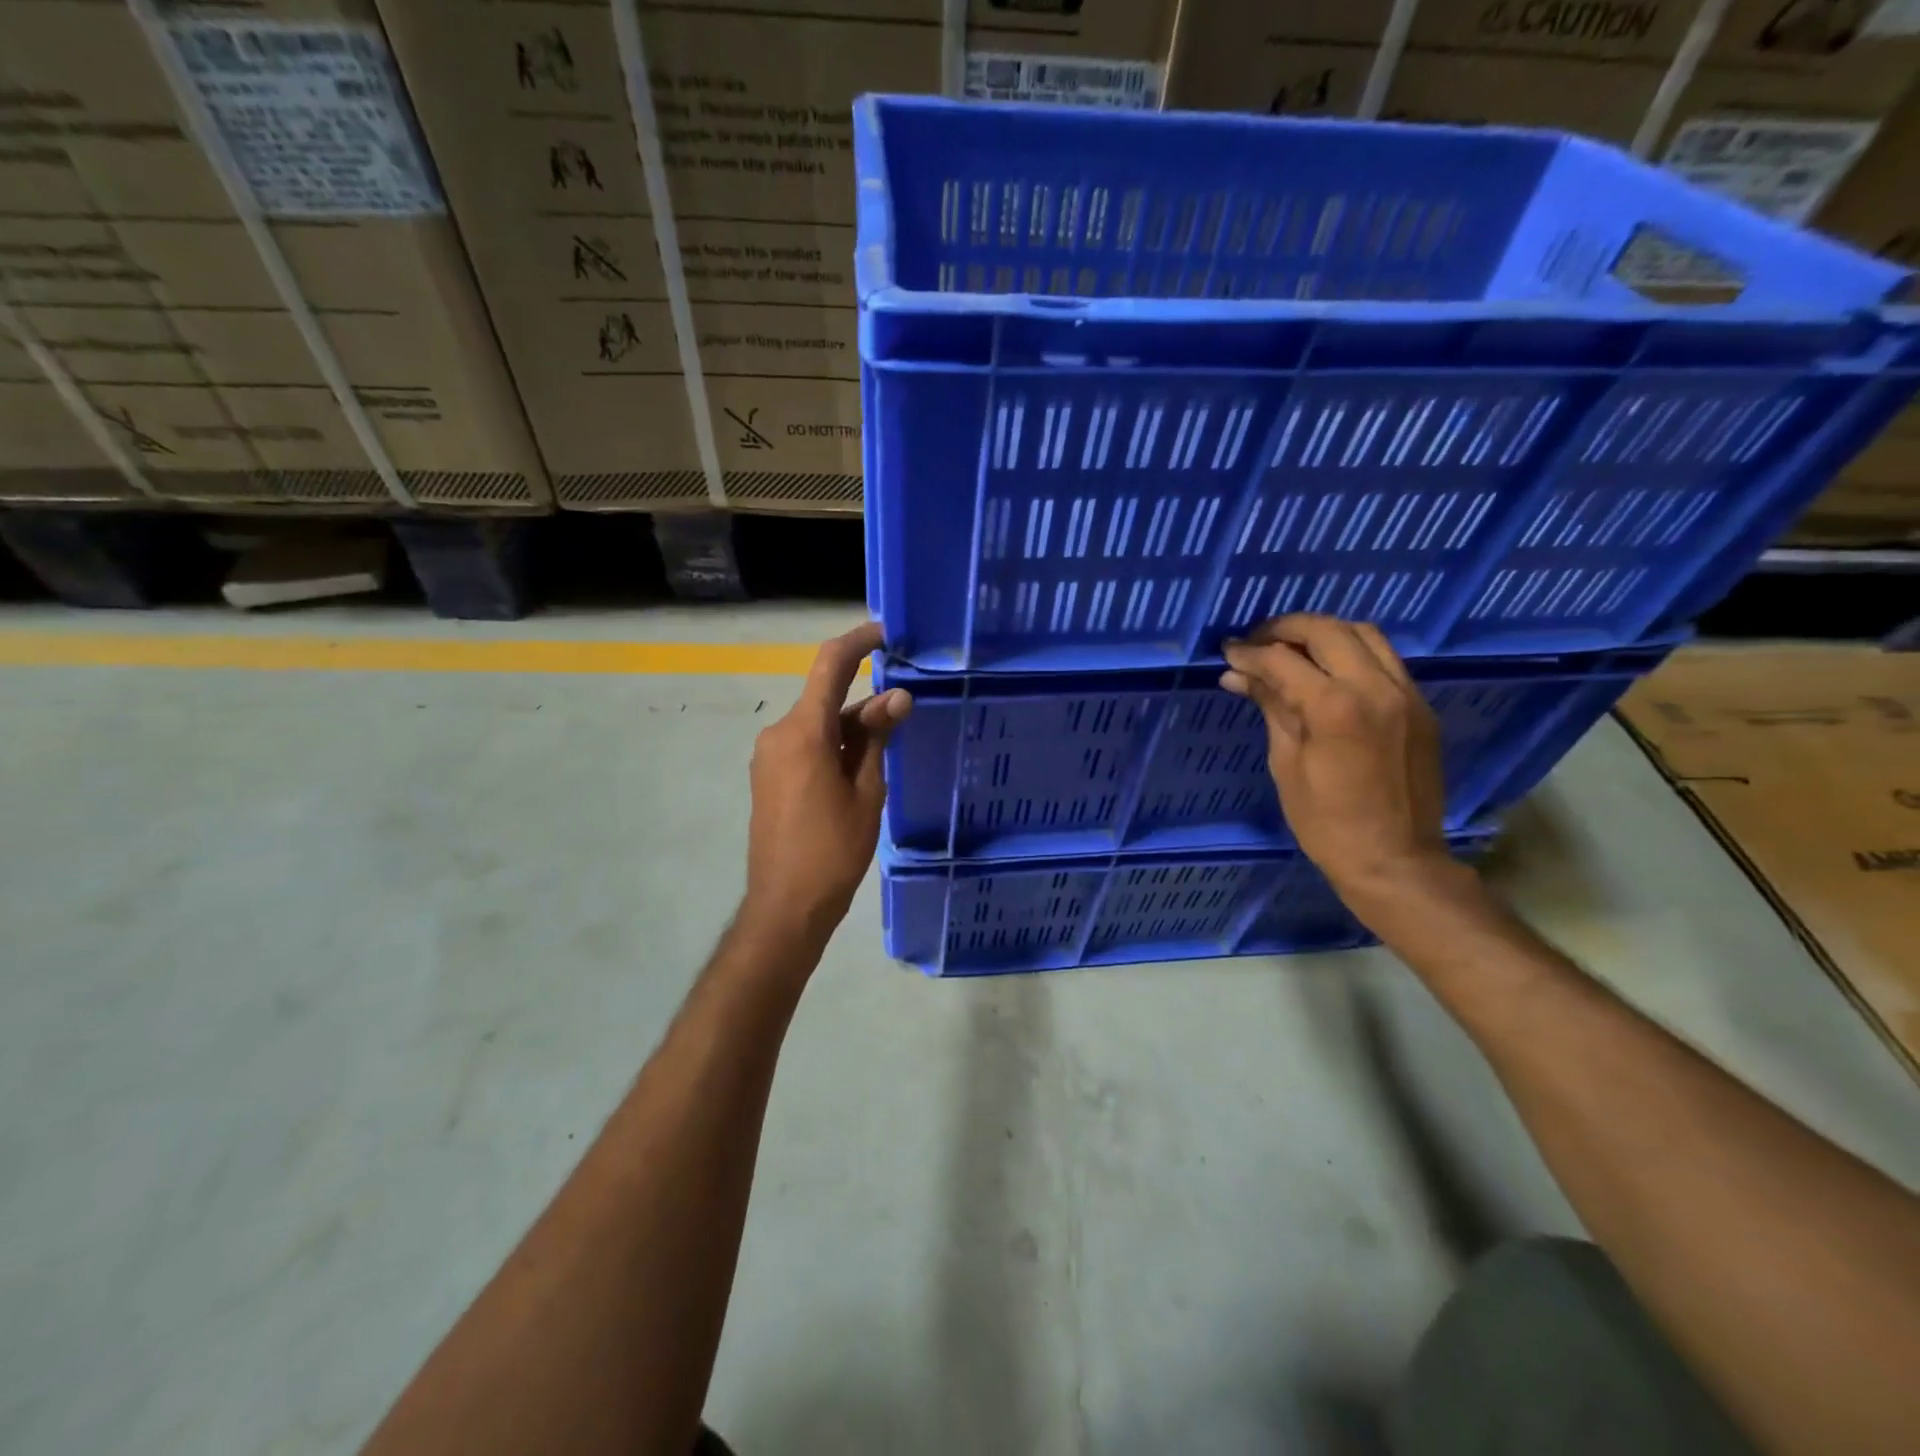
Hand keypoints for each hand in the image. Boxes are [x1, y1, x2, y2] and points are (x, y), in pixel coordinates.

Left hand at [743, 622, 910, 948]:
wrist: (786, 905)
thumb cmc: (834, 850)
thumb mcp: (866, 791)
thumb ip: (876, 738)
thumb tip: (896, 697)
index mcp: (803, 732)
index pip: (830, 666)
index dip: (858, 642)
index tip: (886, 632)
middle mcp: (779, 733)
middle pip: (826, 699)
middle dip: (865, 702)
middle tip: (905, 715)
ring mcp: (768, 755)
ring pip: (817, 724)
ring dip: (850, 729)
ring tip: (886, 752)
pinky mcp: (768, 775)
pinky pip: (804, 745)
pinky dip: (833, 745)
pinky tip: (858, 770)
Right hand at [1221, 615, 1450, 902]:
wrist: (1395, 860)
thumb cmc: (1325, 822)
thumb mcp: (1285, 764)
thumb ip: (1270, 707)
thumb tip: (1238, 675)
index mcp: (1334, 707)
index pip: (1282, 659)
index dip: (1249, 652)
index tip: (1228, 652)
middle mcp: (1375, 687)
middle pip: (1327, 630)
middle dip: (1286, 629)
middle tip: (1258, 642)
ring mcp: (1405, 694)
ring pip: (1364, 634)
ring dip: (1324, 633)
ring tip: (1294, 649)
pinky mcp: (1420, 706)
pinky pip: (1385, 660)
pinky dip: (1352, 653)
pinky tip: (1329, 672)